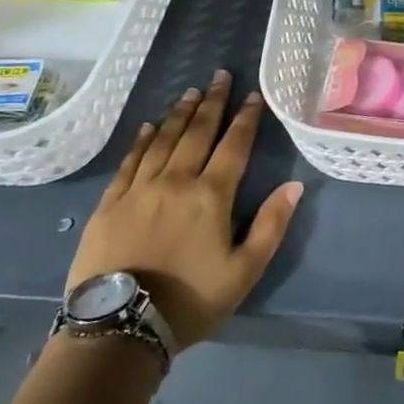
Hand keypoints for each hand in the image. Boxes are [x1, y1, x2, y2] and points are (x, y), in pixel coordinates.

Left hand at [67, 71, 300, 351]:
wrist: (119, 327)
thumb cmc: (190, 300)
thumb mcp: (244, 271)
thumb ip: (270, 226)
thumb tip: (294, 185)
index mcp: (211, 195)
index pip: (233, 146)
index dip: (245, 118)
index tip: (253, 95)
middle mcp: (176, 181)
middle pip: (197, 132)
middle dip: (212, 102)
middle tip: (220, 76)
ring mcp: (139, 189)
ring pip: (163, 140)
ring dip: (179, 114)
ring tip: (190, 92)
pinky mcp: (110, 203)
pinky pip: (129, 162)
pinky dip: (141, 140)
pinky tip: (148, 127)